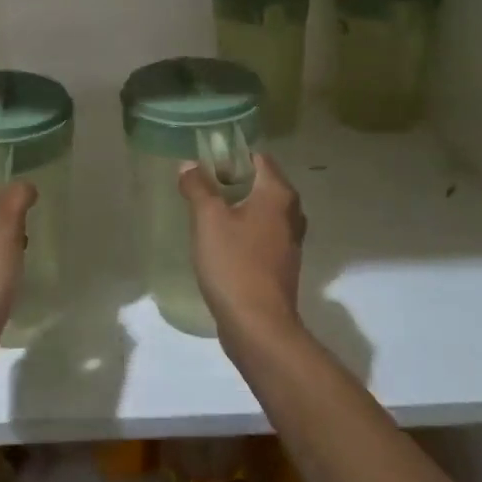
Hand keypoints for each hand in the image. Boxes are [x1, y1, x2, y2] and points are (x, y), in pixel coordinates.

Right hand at [178, 153, 306, 347]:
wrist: (258, 326)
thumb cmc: (234, 264)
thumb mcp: (208, 219)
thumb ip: (197, 187)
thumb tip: (189, 165)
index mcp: (278, 194)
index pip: (258, 158)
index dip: (231, 155)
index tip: (205, 162)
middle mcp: (291, 213)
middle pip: (261, 183)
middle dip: (232, 181)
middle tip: (201, 186)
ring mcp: (290, 241)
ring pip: (262, 210)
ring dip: (238, 207)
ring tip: (207, 212)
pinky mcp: (282, 264)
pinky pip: (262, 234)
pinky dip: (244, 230)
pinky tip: (221, 241)